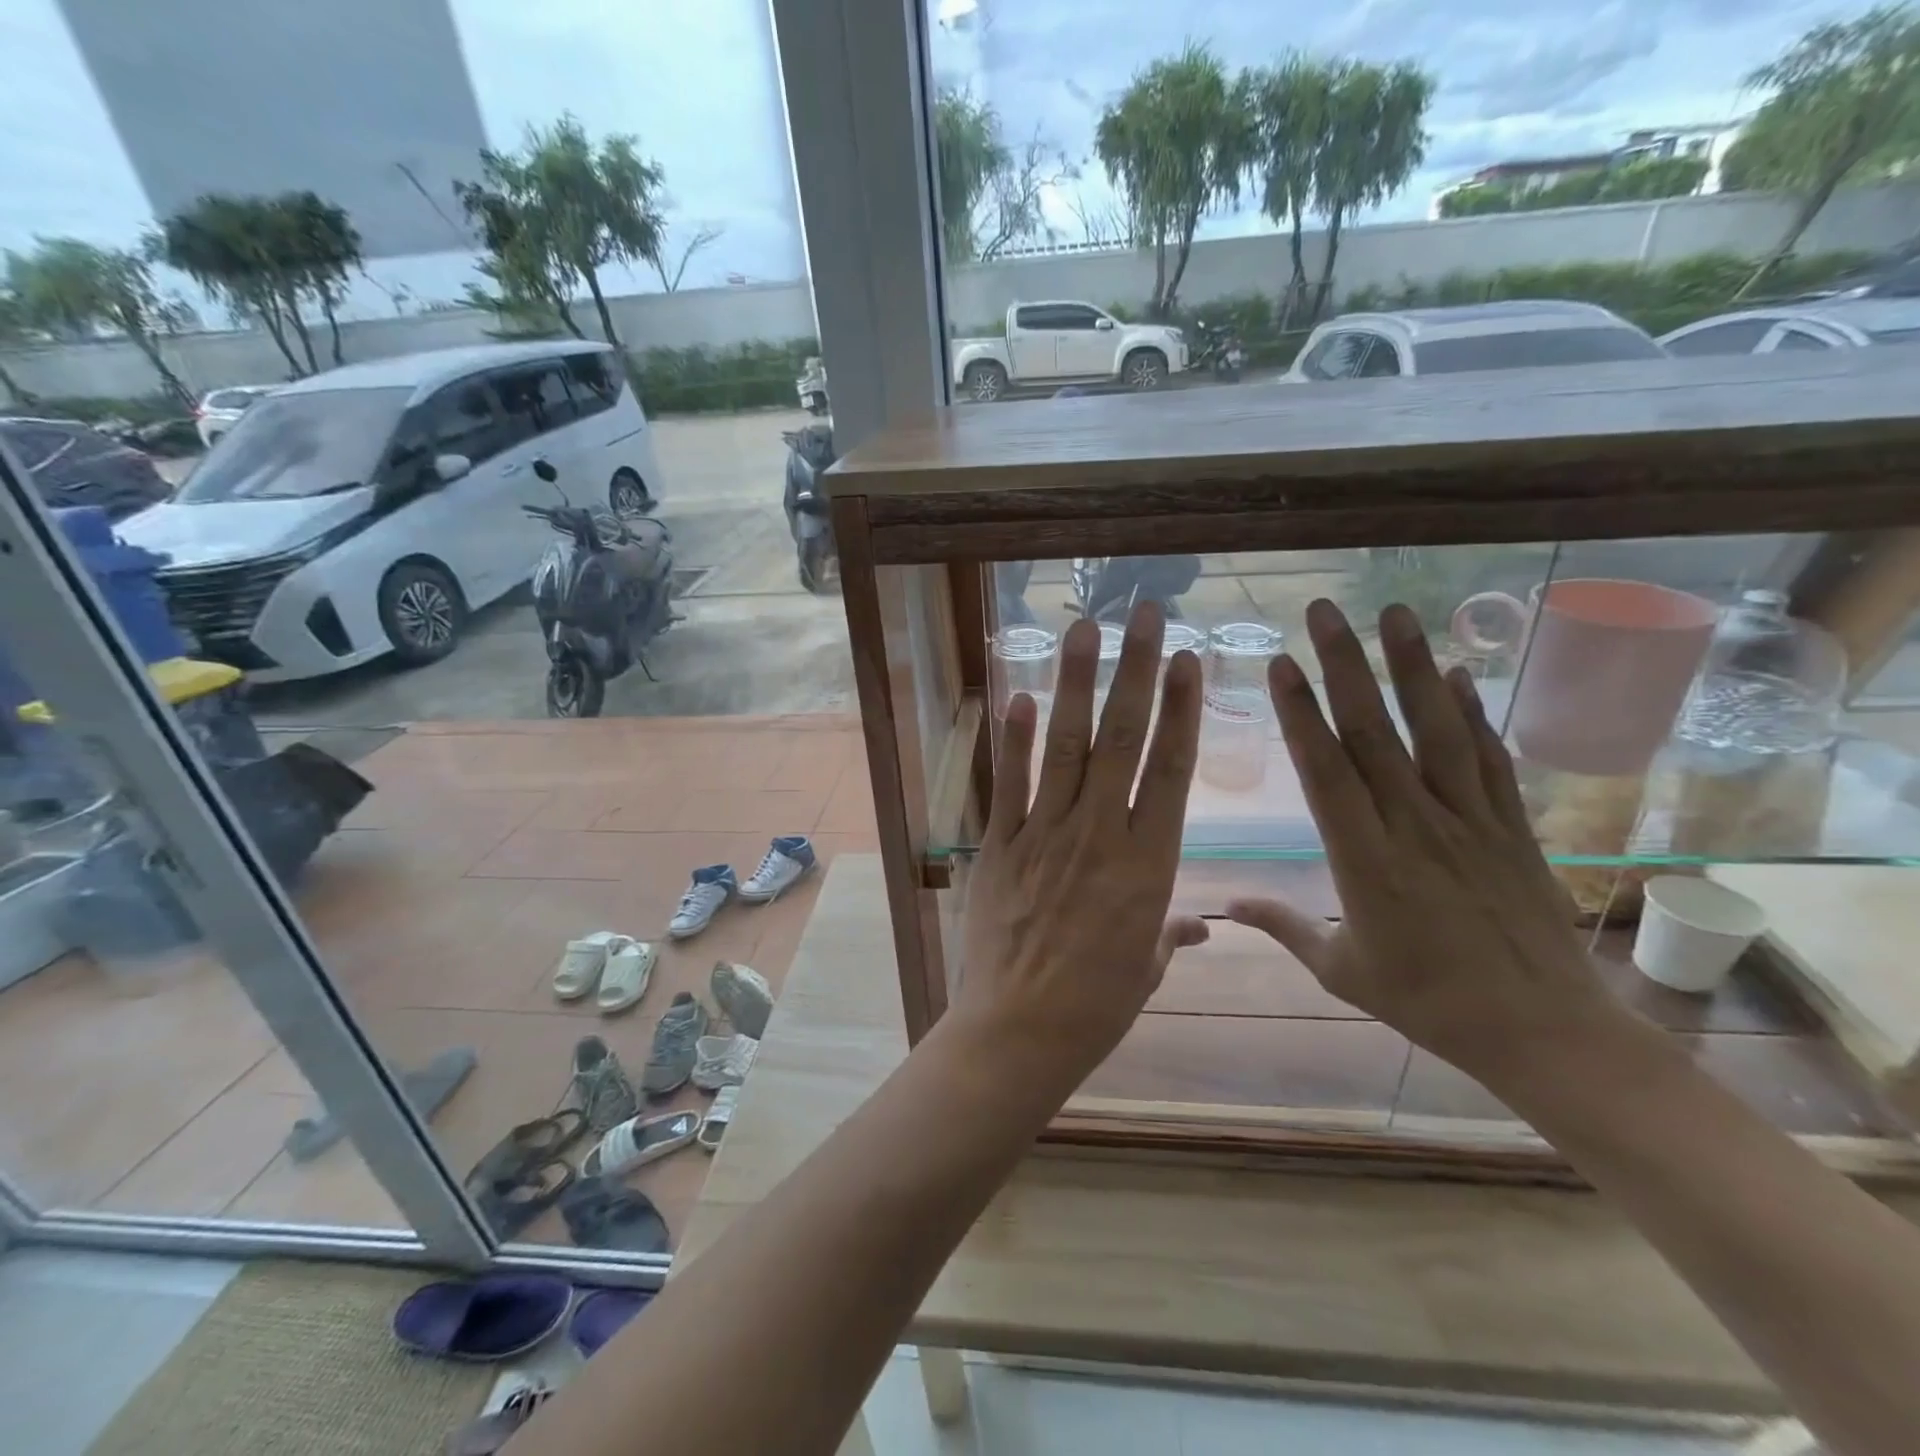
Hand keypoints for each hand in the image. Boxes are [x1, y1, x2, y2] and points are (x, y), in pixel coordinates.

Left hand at [956, 602, 1208, 1089]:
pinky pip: (1009, 784)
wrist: (1022, 1030)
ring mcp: (1045, 834)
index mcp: (1148, 863)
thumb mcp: (1148, 967)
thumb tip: (1202, 923)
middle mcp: (1100, 834)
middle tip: (1145, 614)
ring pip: (1067, 746)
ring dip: (1076, 683)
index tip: (1187, 659)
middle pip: (1123, 739)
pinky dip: (1014, 740)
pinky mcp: (1000, 846)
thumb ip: (1171, 932)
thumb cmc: (1098, 1004)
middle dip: (1136, 670)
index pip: (1171, 769)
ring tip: (1084, 630)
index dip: (1180, 708)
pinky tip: (1021, 697)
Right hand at [1228, 600, 1623, 1091]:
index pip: (1326, 772)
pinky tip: (1457, 674)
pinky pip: (1489, 759)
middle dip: (1345, 665)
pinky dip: (1473, 713)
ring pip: (1436, 731)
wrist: (1543, 1031)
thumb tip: (1225, 903)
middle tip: (1323, 611)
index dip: (1300, 715)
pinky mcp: (1512, 827)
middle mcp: (1415, 825)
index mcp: (1365, 861)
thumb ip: (1283, 927)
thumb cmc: (1428, 1002)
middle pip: (1375, 733)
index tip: (1281, 665)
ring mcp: (1469, 820)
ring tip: (1395, 612)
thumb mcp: (1341, 971)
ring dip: (1412, 667)